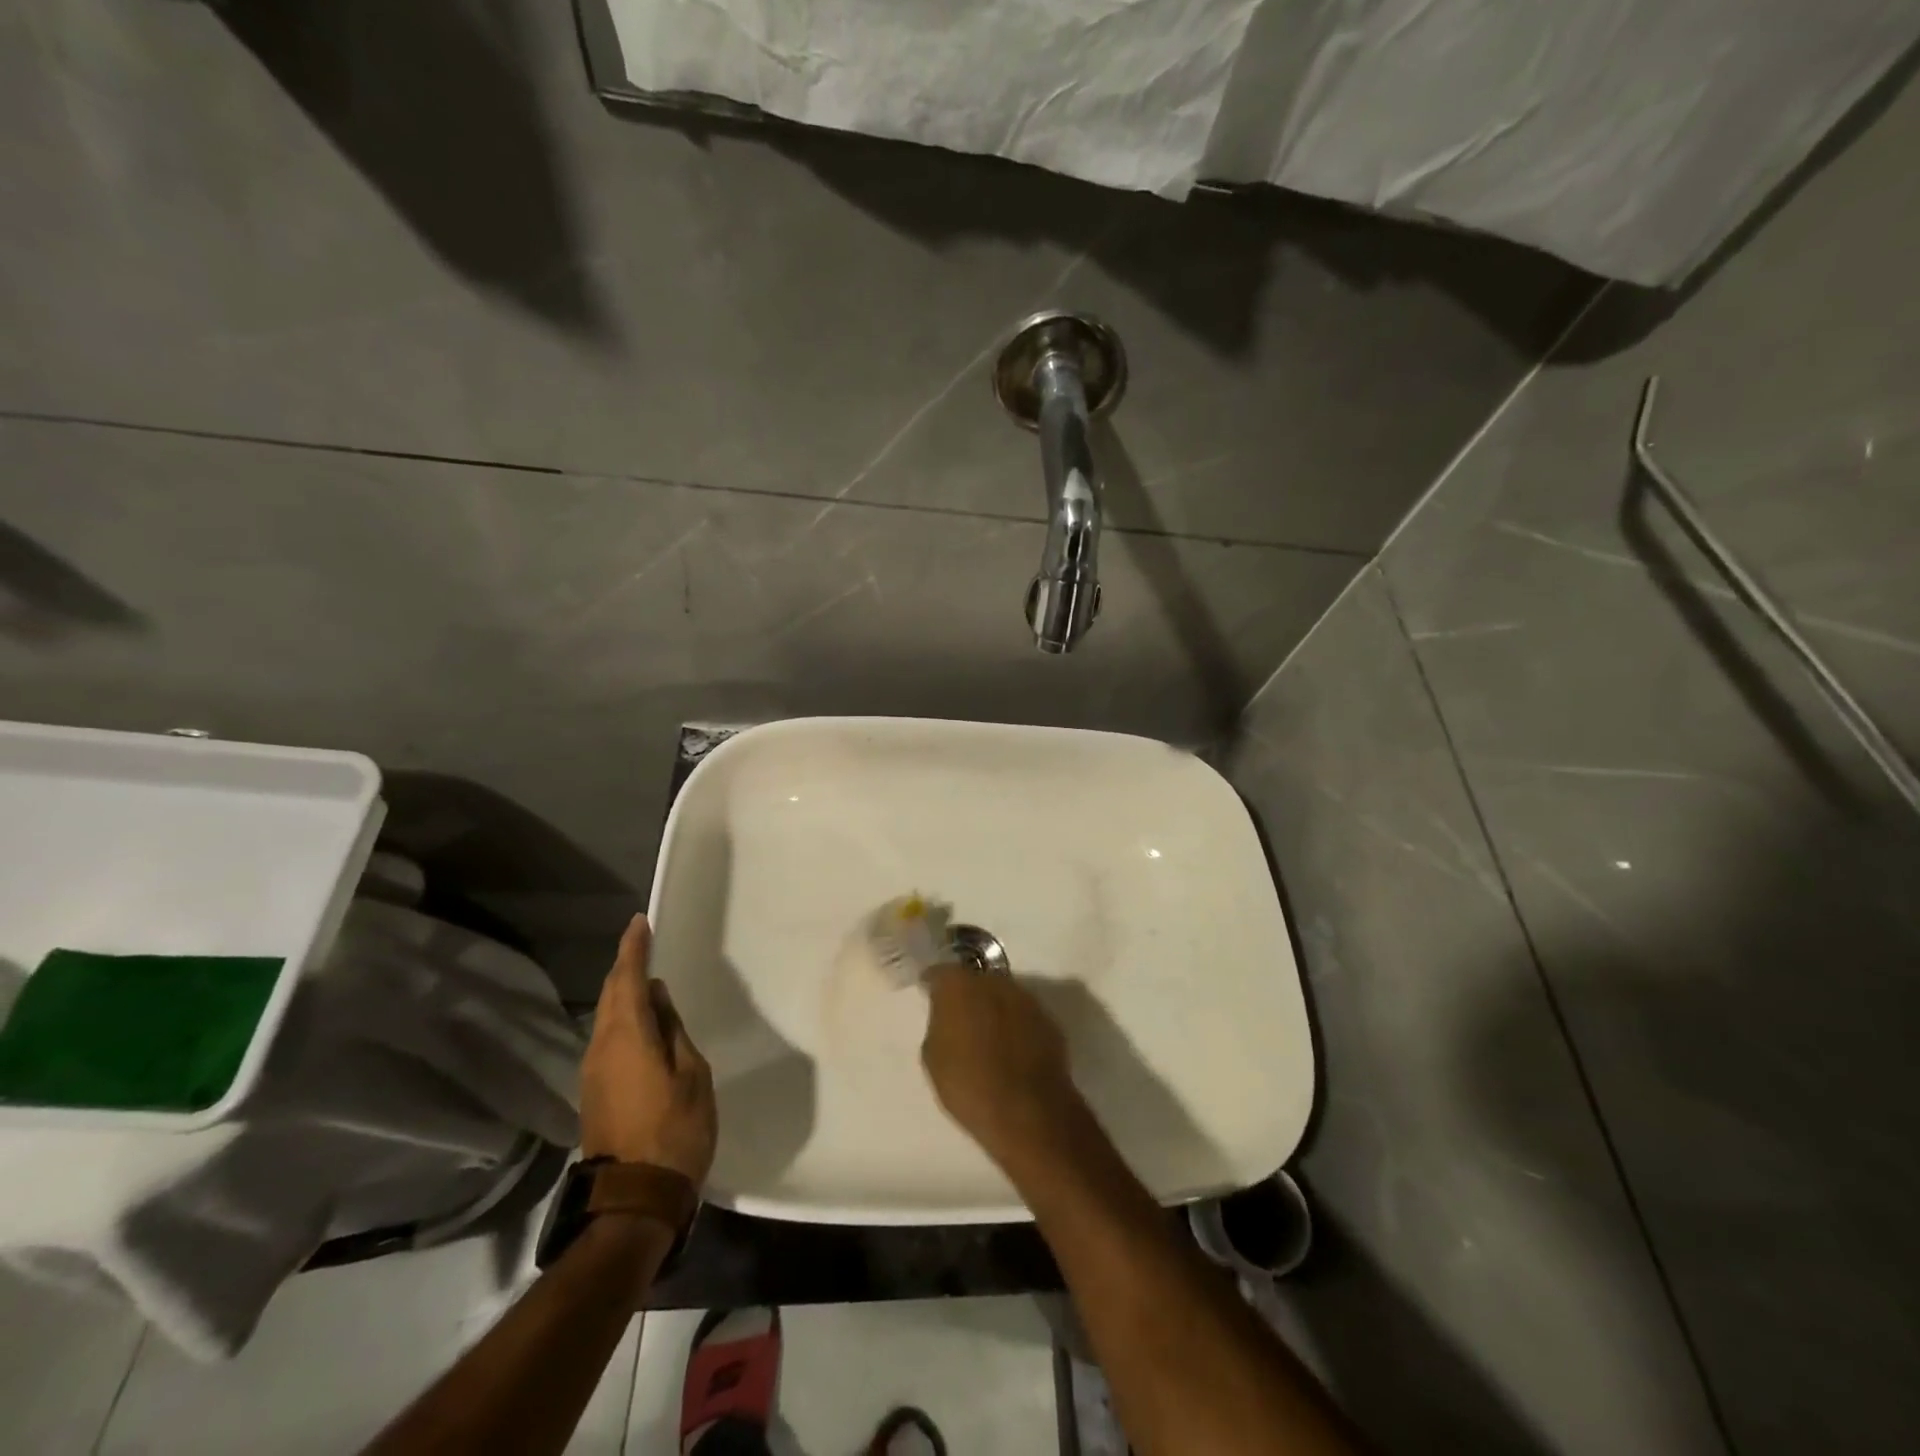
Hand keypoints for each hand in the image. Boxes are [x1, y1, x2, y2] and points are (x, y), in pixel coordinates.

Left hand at [580, 915, 717, 1184]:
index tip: (639, 922)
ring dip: (622, 993)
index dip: (633, 948)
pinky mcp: (595, 1090)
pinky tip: (641, 1020)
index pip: (627, 979)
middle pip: (610, 995)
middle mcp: (601, 1047)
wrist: (634, 1198)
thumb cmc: (675, 1130)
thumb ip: (672, 1030)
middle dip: (625, 966)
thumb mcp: (691, 1073)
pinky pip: (608, 1037)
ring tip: (645, 977)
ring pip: (606, 1017)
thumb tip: (656, 998)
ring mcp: (593, 1071)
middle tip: (643, 944)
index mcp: (627, 1037)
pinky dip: (622, 1017)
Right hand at [921, 965, 1081, 1161]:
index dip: (933, 984)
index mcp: (960, 986)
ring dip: (993, 1009)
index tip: (929, 995)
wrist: (1029, 1113)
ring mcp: (1026, 1000)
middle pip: (976, 980)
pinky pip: (1023, 1016)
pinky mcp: (1049, 1021)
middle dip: (967, 994)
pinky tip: (1011, 1050)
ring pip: (1003, 995)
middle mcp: (995, 982)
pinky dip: (1015, 1026)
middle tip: (960, 1018)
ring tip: (987, 1036)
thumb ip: (939, 1025)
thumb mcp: (934, 1058)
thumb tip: (947, 1017)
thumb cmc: (969, 1086)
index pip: (941, 972)